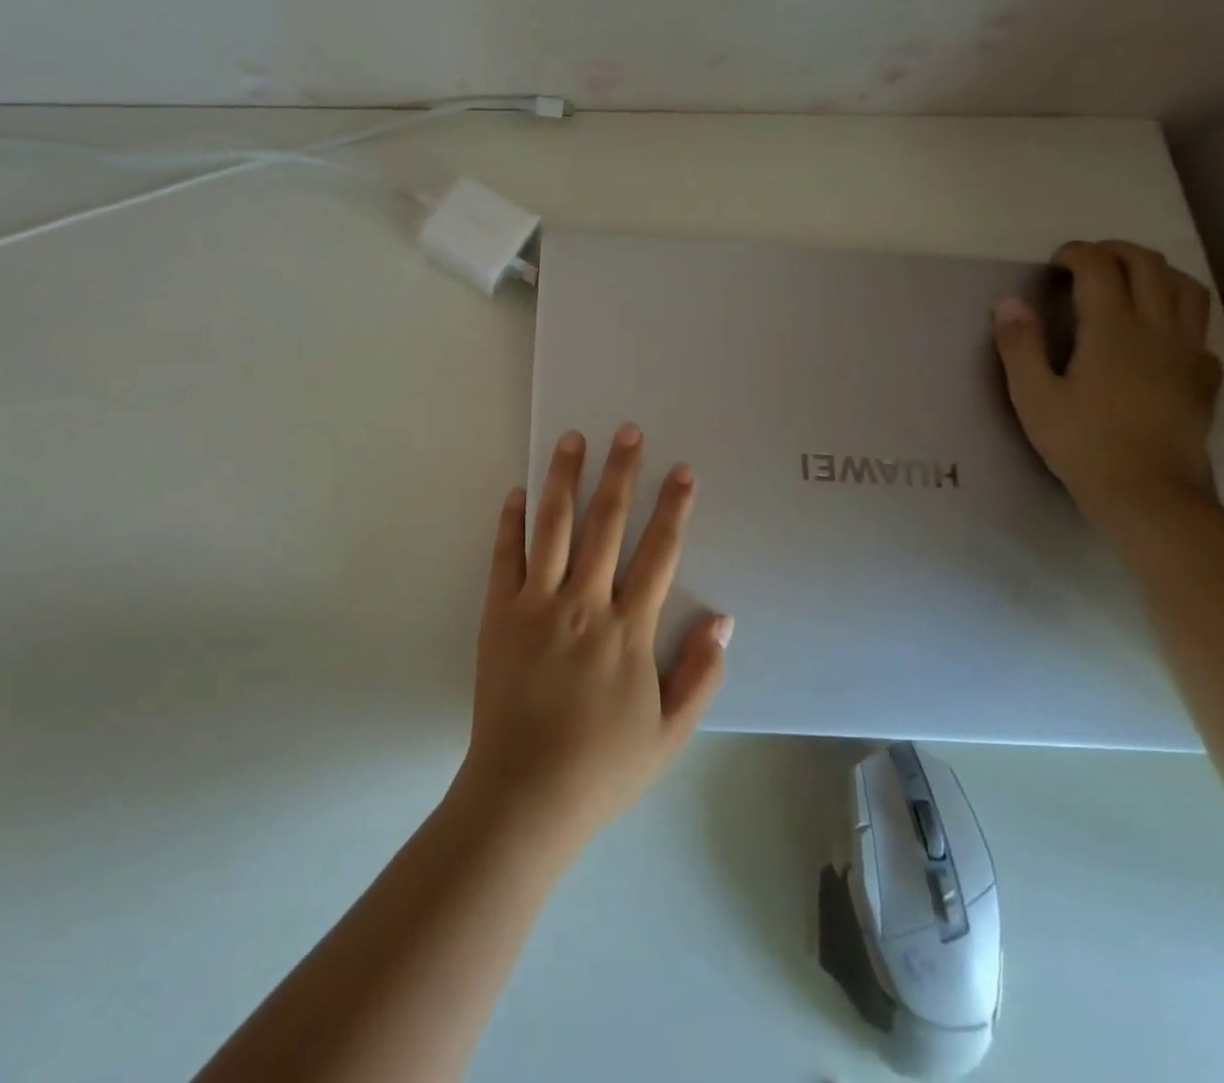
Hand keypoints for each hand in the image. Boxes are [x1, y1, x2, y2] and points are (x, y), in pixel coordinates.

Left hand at [452, 425, 731, 849]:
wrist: (525, 794)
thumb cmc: (602, 766)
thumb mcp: (669, 733)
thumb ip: (699, 674)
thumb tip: (724, 618)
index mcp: (628, 630)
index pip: (658, 554)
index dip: (673, 508)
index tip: (682, 471)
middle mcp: (583, 604)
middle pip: (606, 524)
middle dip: (620, 473)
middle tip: (627, 430)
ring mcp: (536, 604)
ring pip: (553, 526)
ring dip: (564, 479)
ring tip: (572, 439)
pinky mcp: (499, 613)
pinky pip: (505, 556)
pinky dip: (512, 521)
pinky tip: (518, 491)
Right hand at [993, 240, 1222, 524]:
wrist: (1148, 491)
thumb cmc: (1081, 442)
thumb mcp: (1033, 396)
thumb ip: (1020, 345)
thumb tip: (1009, 301)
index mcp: (1112, 330)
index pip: (1100, 269)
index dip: (1077, 254)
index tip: (1054, 261)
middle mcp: (1158, 329)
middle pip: (1150, 266)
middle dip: (1116, 252)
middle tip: (1086, 261)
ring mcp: (1188, 351)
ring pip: (1186, 288)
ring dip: (1156, 271)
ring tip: (1128, 280)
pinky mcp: (1204, 375)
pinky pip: (1198, 324)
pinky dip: (1177, 308)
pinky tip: (1158, 328)